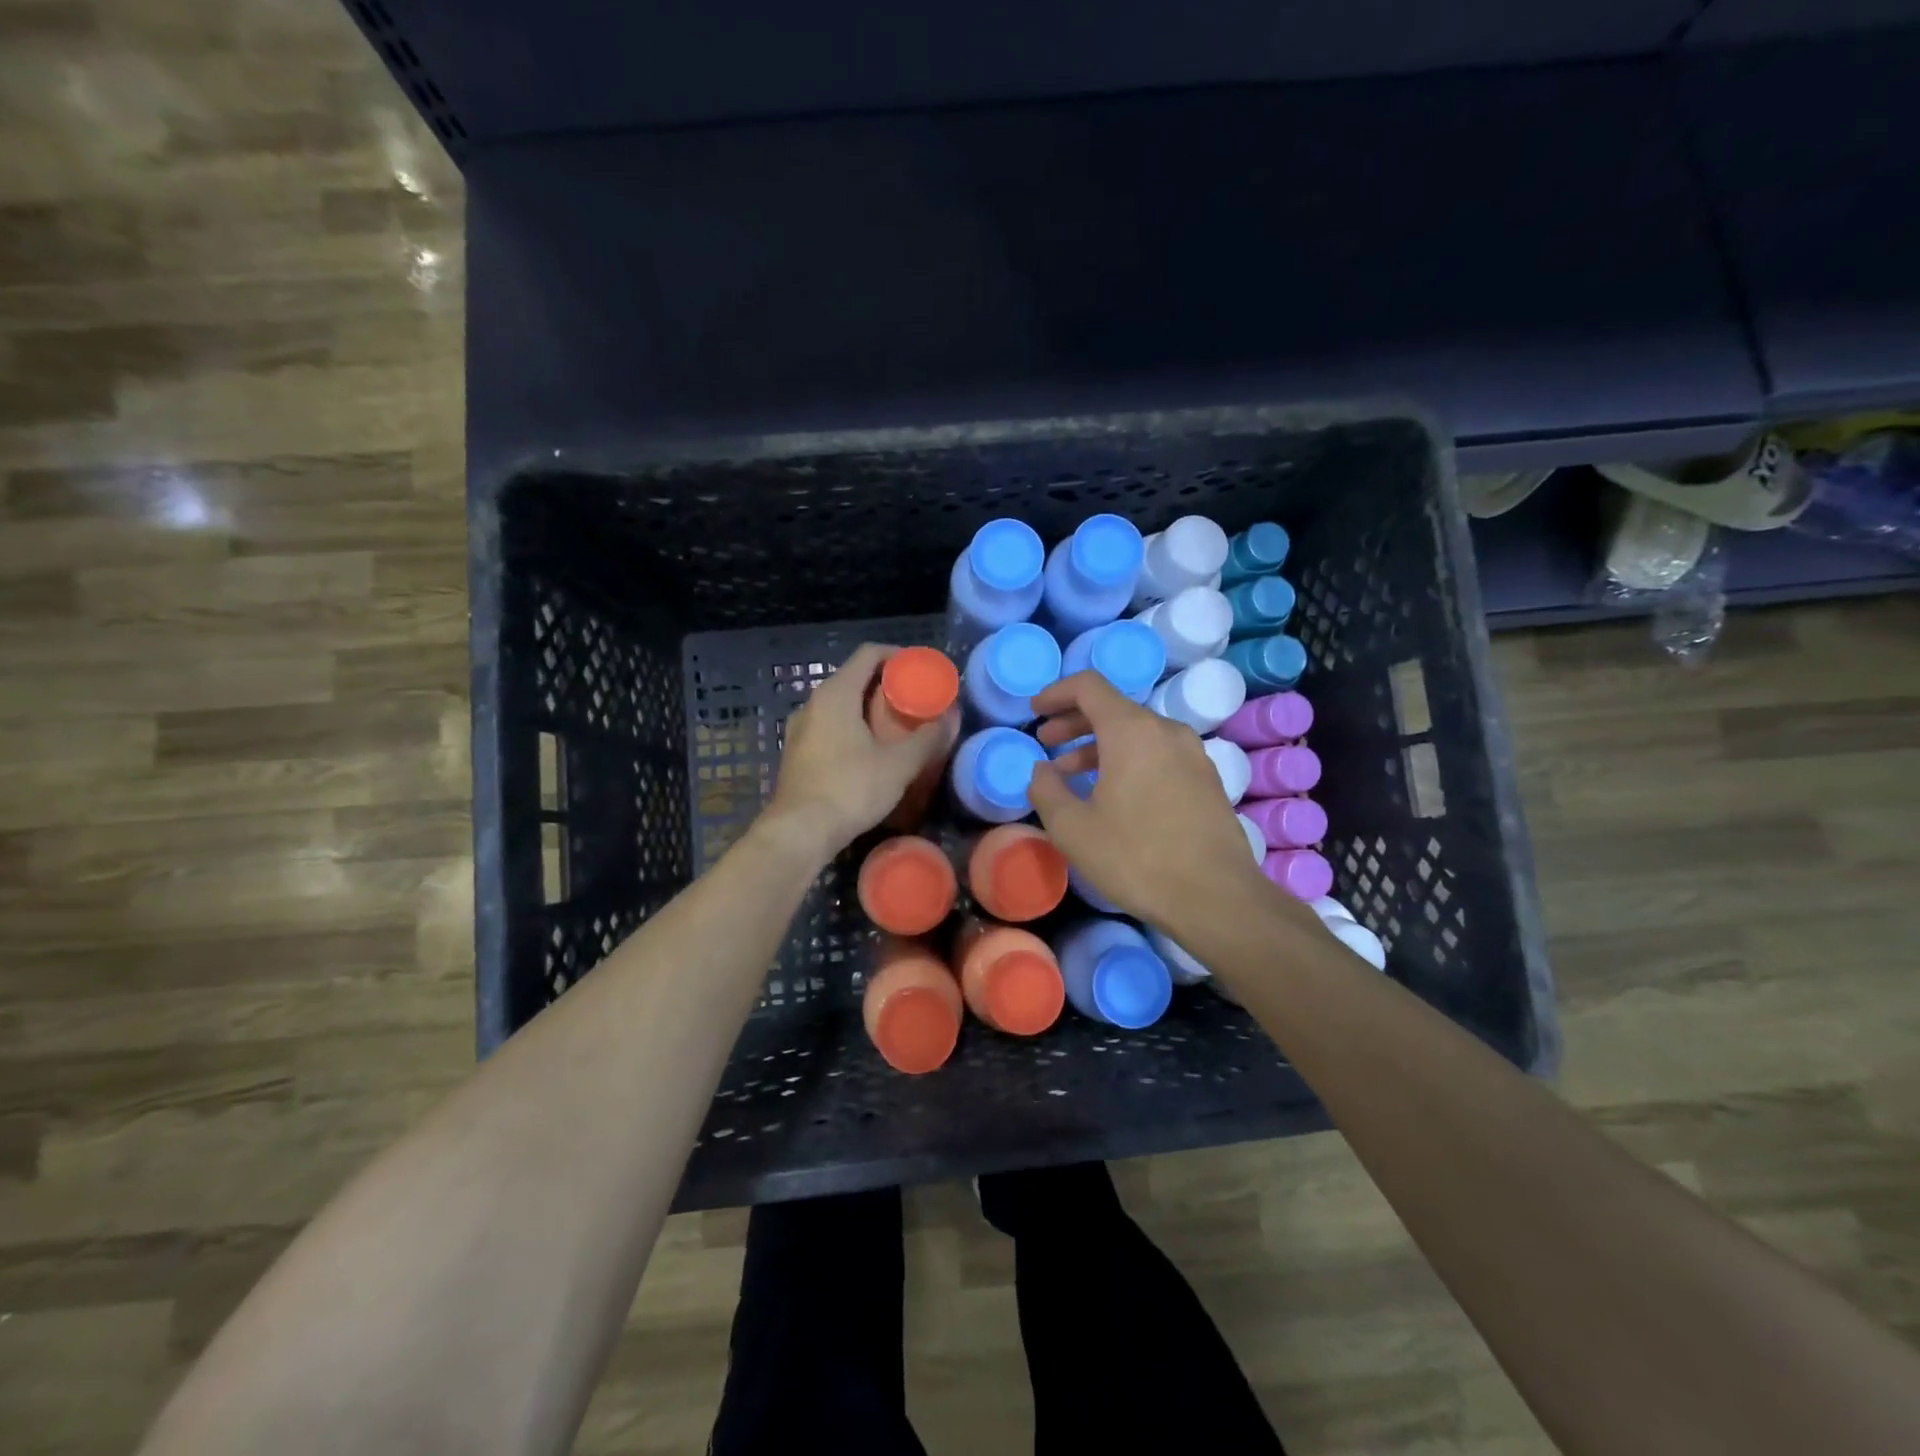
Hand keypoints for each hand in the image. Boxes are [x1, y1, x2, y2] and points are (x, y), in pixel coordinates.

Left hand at [762, 643, 960, 861]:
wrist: (799, 832)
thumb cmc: (850, 789)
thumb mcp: (898, 765)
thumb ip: (926, 739)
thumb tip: (948, 720)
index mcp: (835, 694)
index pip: (868, 654)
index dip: (897, 655)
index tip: (920, 669)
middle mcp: (812, 703)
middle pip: (853, 678)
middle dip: (885, 684)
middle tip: (915, 699)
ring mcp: (799, 729)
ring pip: (840, 704)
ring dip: (868, 708)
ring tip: (896, 725)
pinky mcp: (796, 753)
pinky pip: (829, 726)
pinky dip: (852, 727)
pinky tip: (870, 750)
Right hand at [1029, 670, 1269, 932]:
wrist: (1216, 898)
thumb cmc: (1136, 858)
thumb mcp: (1072, 828)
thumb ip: (1046, 789)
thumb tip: (1042, 769)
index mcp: (1131, 730)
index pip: (1088, 686)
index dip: (1056, 693)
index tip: (1035, 712)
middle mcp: (1166, 731)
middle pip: (1113, 708)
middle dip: (1074, 722)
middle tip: (1047, 743)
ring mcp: (1193, 754)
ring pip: (1137, 734)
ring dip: (1099, 746)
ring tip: (1072, 775)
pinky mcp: (1207, 780)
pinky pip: (1158, 755)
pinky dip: (1128, 761)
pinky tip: (1113, 795)